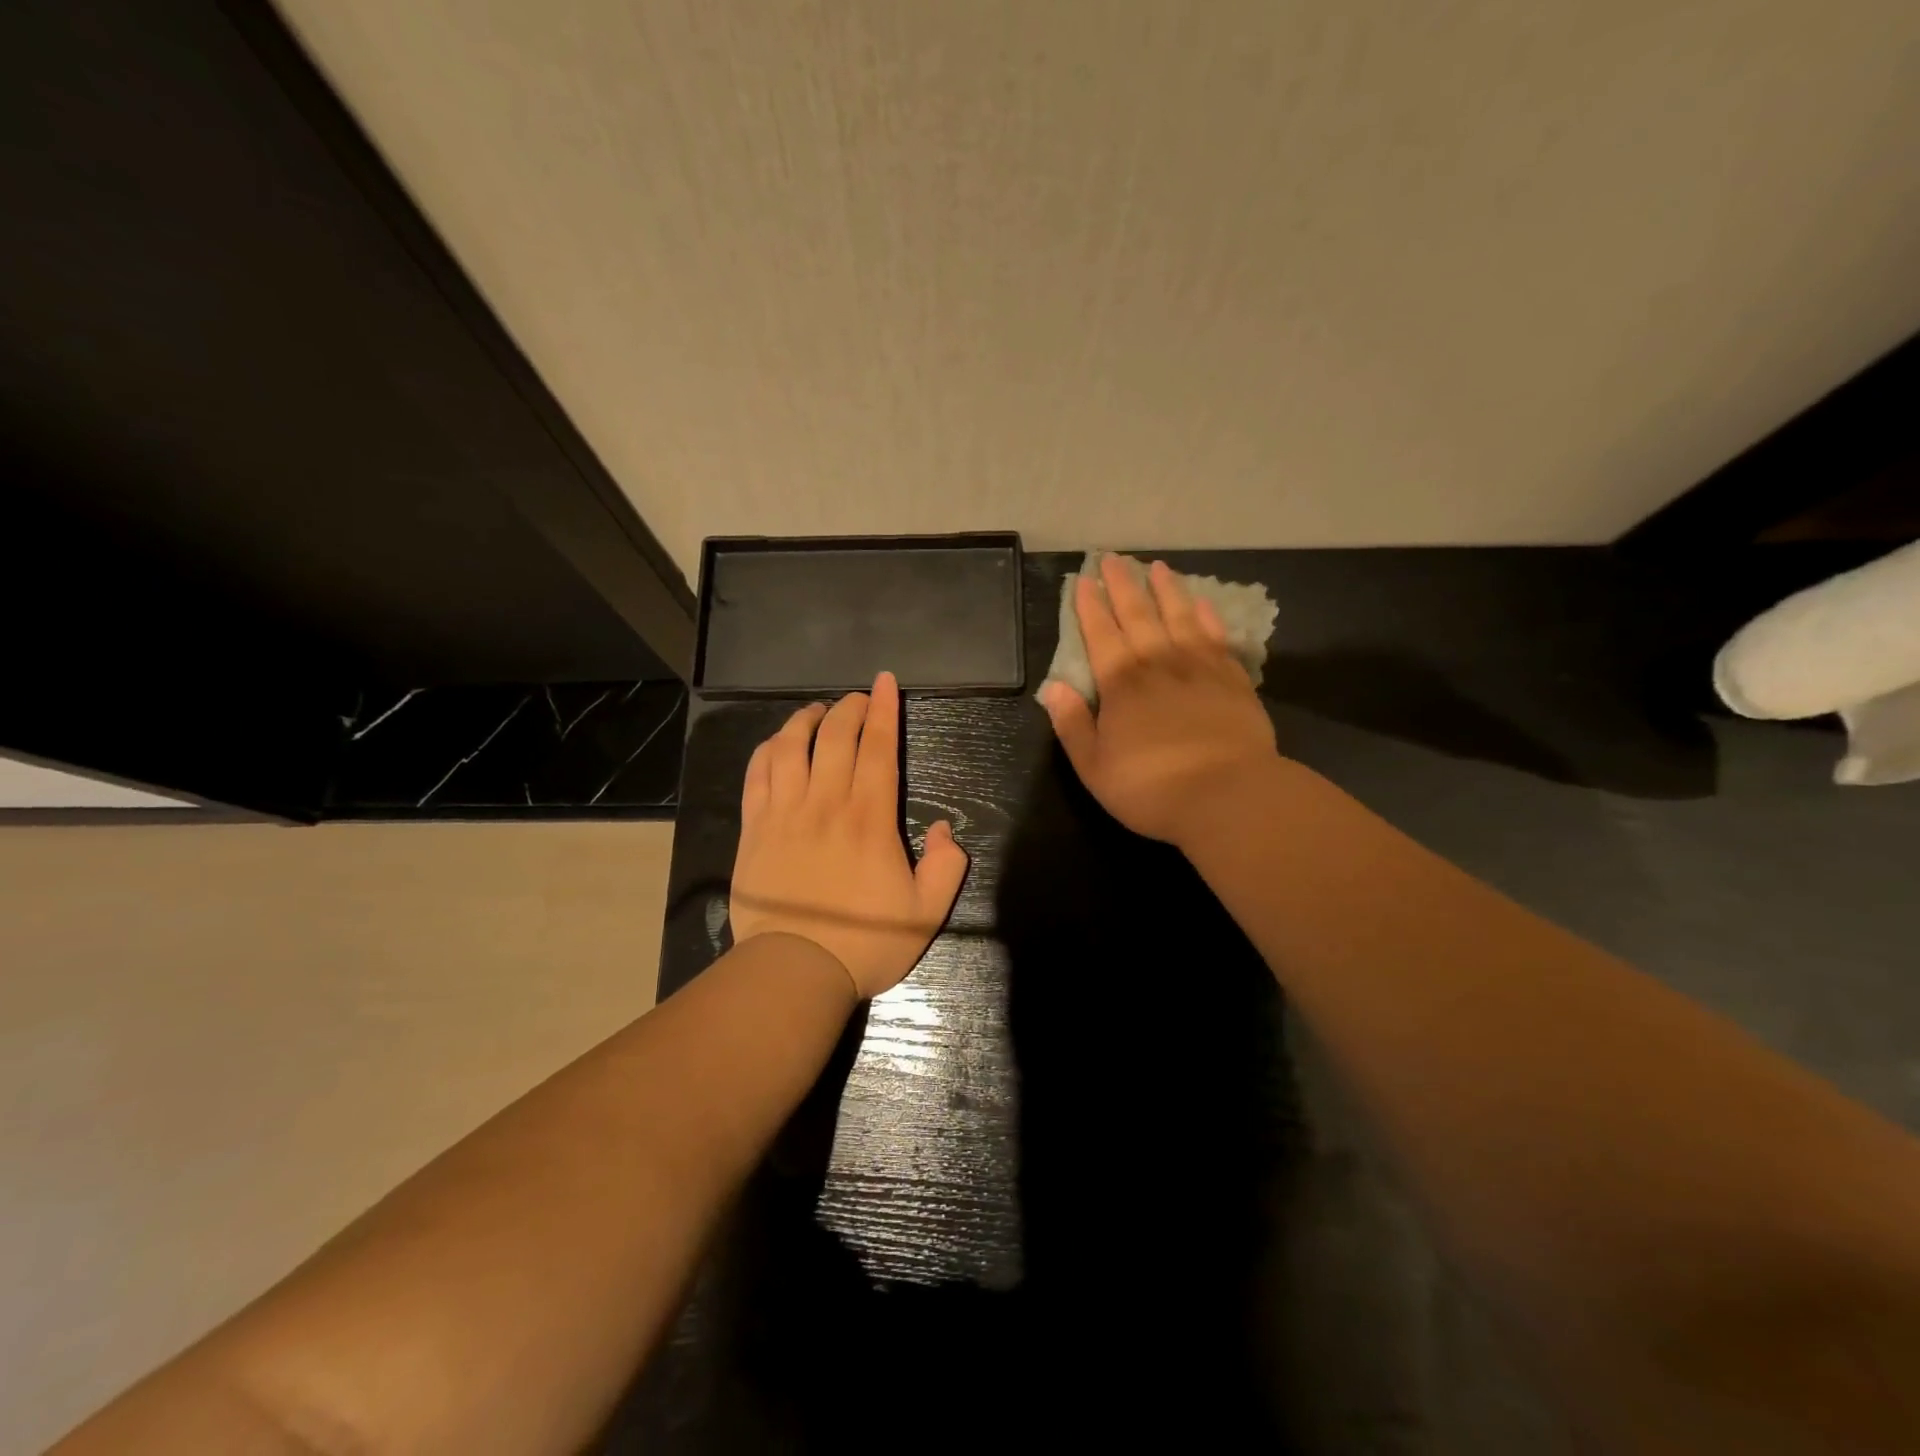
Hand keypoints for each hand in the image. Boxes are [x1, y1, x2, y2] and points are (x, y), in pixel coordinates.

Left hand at [729, 671, 969, 999]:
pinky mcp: (754, 829)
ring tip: (818, 712)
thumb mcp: (927, 912)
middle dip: (850, 708)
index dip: (883, 710)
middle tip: (859, 698)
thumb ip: (948, 866)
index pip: (878, 747)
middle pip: (835, 737)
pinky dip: (768, 750)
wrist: (795, 970)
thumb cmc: (865, 942)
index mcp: (869, 817)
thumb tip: (946, 829)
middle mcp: (825, 802)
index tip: (885, 682)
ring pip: (791, 746)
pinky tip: (777, 744)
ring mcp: (784, 813)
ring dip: (806, 720)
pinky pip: (757, 775)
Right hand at [1041, 556, 1278, 849]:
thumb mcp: (1094, 767)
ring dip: (1166, 590)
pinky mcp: (1233, 680)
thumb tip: (1054, 687)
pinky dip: (1207, 617)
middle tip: (1114, 558)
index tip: (1085, 580)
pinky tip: (1203, 603)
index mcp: (1121, 685)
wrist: (1228, 796)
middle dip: (1123, 585)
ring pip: (1179, 617)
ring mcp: (1199, 669)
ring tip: (1158, 567)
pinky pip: (1217, 637)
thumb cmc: (1151, 788)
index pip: (1101, 635)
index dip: (1090, 607)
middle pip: (1138, 615)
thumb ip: (1072, 725)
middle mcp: (1158, 665)